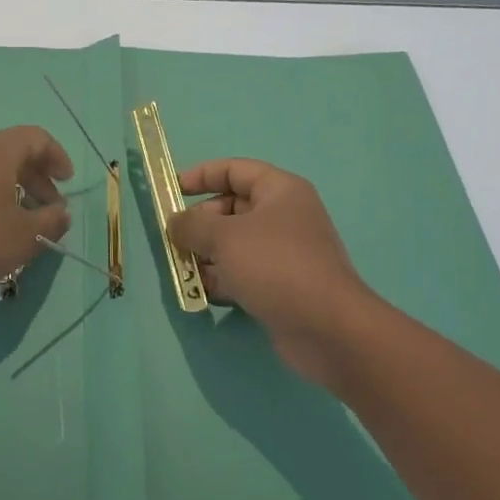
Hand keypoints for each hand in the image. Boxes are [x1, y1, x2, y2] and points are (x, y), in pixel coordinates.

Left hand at [0, 127, 74, 296]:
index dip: (57, 157)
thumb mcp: (24, 238)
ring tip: (20, 220)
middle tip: (49, 206)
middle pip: (12, 151)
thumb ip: (51, 223)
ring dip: (11, 188)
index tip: (67, 182)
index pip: (36, 138)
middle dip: (36, 177)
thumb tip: (61, 213)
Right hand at [169, 159, 381, 388]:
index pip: (234, 170)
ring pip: (233, 245)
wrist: (328, 329)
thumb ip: (192, 225)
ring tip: (181, 269)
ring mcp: (283, 253)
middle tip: (173, 240)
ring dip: (205, 255)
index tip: (170, 190)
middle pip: (231, 209)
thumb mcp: (225, 237)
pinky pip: (242, 273)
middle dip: (199, 223)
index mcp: (280, 191)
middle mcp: (284, 217)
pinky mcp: (281, 286)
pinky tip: (200, 293)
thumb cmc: (276, 266)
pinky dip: (221, 280)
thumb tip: (175, 223)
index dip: (201, 175)